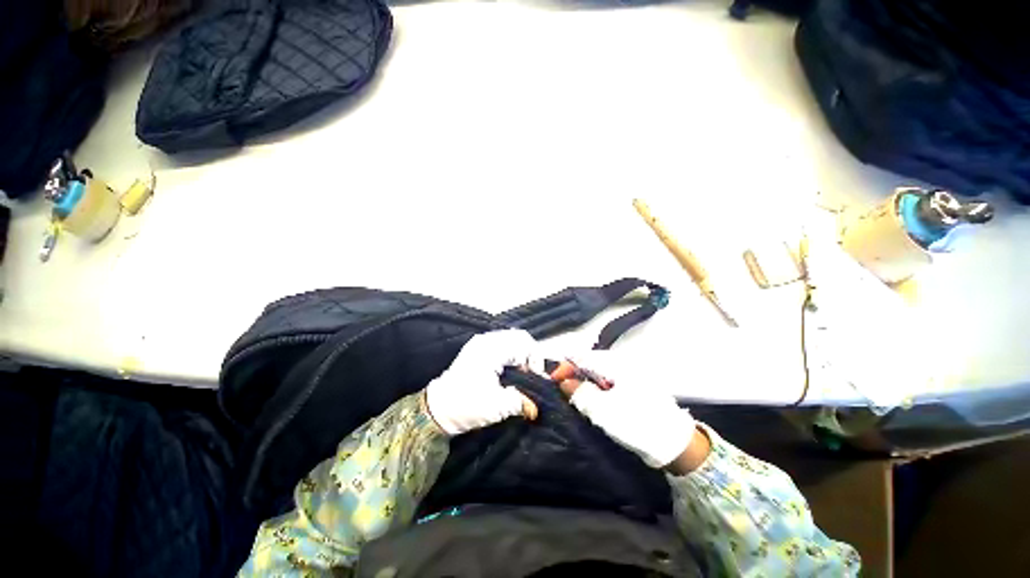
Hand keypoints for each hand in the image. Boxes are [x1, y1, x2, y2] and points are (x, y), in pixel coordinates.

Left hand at [425, 329, 539, 435]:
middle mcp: (486, 340)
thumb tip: (537, 405)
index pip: (524, 342)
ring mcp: (481, 342)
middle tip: (531, 376)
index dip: (536, 359)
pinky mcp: (478, 349)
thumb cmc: (466, 405)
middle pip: (519, 338)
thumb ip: (522, 401)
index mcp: (491, 349)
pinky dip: (512, 355)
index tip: (537, 378)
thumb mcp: (498, 406)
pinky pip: (503, 345)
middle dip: (530, 356)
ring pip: (511, 340)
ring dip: (521, 355)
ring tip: (522, 375)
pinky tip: (511, 371)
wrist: (437, 409)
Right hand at [549, 351, 702, 469]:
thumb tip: (564, 382)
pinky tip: (592, 400)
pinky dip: (595, 388)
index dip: (565, 366)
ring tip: (573, 396)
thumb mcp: (604, 411)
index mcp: (616, 364)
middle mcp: (622, 364)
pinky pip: (606, 381)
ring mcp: (628, 375)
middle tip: (562, 389)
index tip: (553, 380)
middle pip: (589, 363)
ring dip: (583, 382)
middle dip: (573, 374)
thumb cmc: (638, 424)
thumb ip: (580, 393)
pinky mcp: (631, 386)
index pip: (583, 357)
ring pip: (597, 372)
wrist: (674, 444)